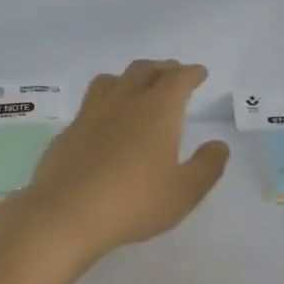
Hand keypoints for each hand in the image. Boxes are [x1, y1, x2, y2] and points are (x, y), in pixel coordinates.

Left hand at [0, 60, 229, 265]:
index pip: (178, 78)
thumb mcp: (184, 192)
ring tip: (137, 87)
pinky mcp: (68, 131)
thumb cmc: (134, 202)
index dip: (191, 73)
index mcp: (158, 110)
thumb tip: (218, 145)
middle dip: (163, 69)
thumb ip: (207, 166)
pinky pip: (91, 103)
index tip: (199, 74)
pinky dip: (106, 102)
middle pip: (144, 70)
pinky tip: (106, 121)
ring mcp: (91, 113)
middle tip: (172, 75)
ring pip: (112, 80)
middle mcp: (124, 101)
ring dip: (130, 77)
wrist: (66, 214)